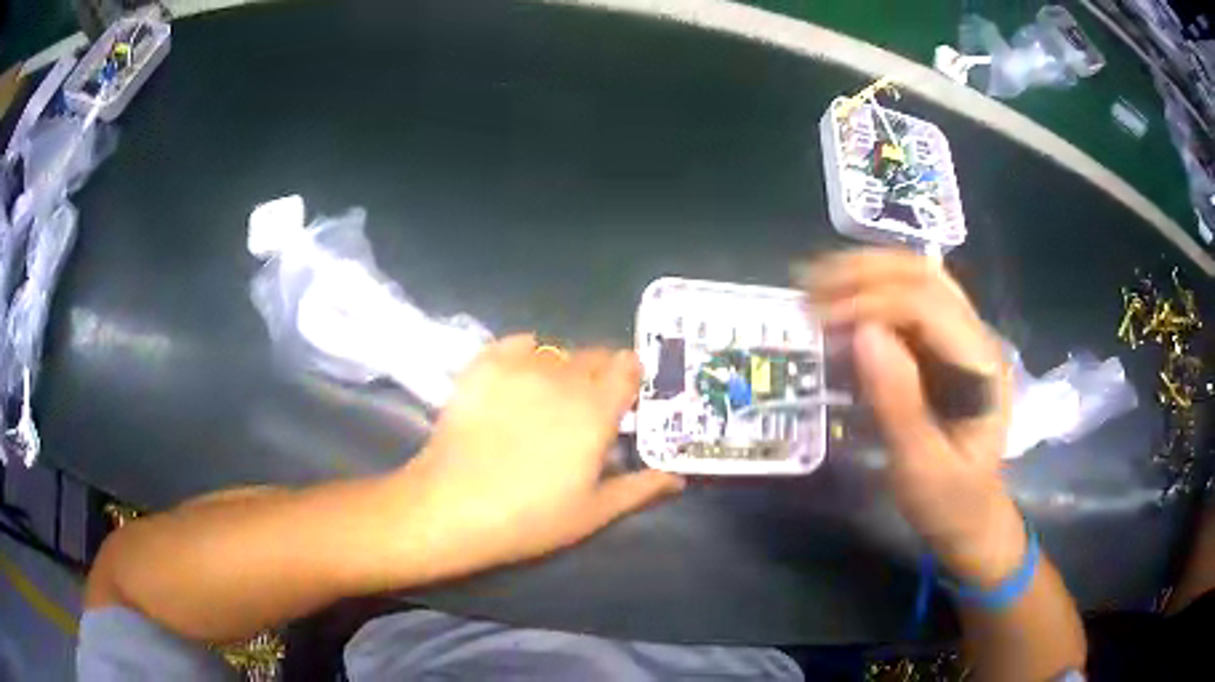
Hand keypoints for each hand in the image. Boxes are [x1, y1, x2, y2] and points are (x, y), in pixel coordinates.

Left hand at [402, 335, 683, 577]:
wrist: (453, 506)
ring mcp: (519, 367)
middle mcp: (563, 377)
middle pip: (594, 355)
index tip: (628, 398)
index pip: (628, 366)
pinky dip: (525, 354)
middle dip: (600, 375)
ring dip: (563, 368)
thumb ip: (640, 488)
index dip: (632, 377)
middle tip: (587, 407)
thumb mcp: (593, 512)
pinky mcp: (483, 366)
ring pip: (557, 352)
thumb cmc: (530, 517)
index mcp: (596, 410)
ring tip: (549, 398)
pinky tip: (519, 378)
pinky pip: (516, 343)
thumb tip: (677, 477)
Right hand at [802, 249, 1024, 585]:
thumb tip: (862, 333)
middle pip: (924, 275)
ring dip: (865, 273)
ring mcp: (961, 337)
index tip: (820, 319)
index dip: (871, 302)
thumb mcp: (921, 467)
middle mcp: (976, 337)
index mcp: (981, 365)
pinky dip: (870, 292)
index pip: (927, 306)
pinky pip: (907, 300)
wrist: (971, 518)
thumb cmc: (949, 500)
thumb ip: (898, 403)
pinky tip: (838, 299)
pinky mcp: (943, 347)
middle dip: (864, 274)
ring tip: (815, 284)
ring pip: (916, 277)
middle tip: (809, 288)